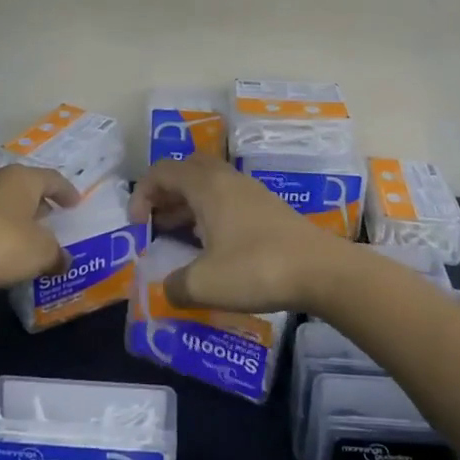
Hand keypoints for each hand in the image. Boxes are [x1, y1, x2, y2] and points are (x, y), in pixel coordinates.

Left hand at [0, 165, 79, 291]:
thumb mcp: (40, 253)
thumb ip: (56, 254)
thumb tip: (63, 260)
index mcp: (22, 177)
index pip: (53, 178)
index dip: (67, 192)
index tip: (75, 204)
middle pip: (25, 185)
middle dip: (39, 202)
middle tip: (51, 218)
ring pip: (2, 199)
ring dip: (15, 214)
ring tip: (25, 234)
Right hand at [129, 157, 341, 312]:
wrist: (322, 271)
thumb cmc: (256, 269)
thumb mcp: (204, 284)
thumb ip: (175, 286)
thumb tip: (168, 289)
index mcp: (207, 186)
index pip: (162, 171)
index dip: (142, 193)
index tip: (137, 226)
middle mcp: (227, 180)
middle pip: (186, 170)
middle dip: (165, 193)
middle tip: (156, 223)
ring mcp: (251, 192)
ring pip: (209, 185)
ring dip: (188, 205)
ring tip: (178, 237)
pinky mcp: (268, 209)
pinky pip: (228, 199)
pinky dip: (210, 214)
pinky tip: (213, 247)